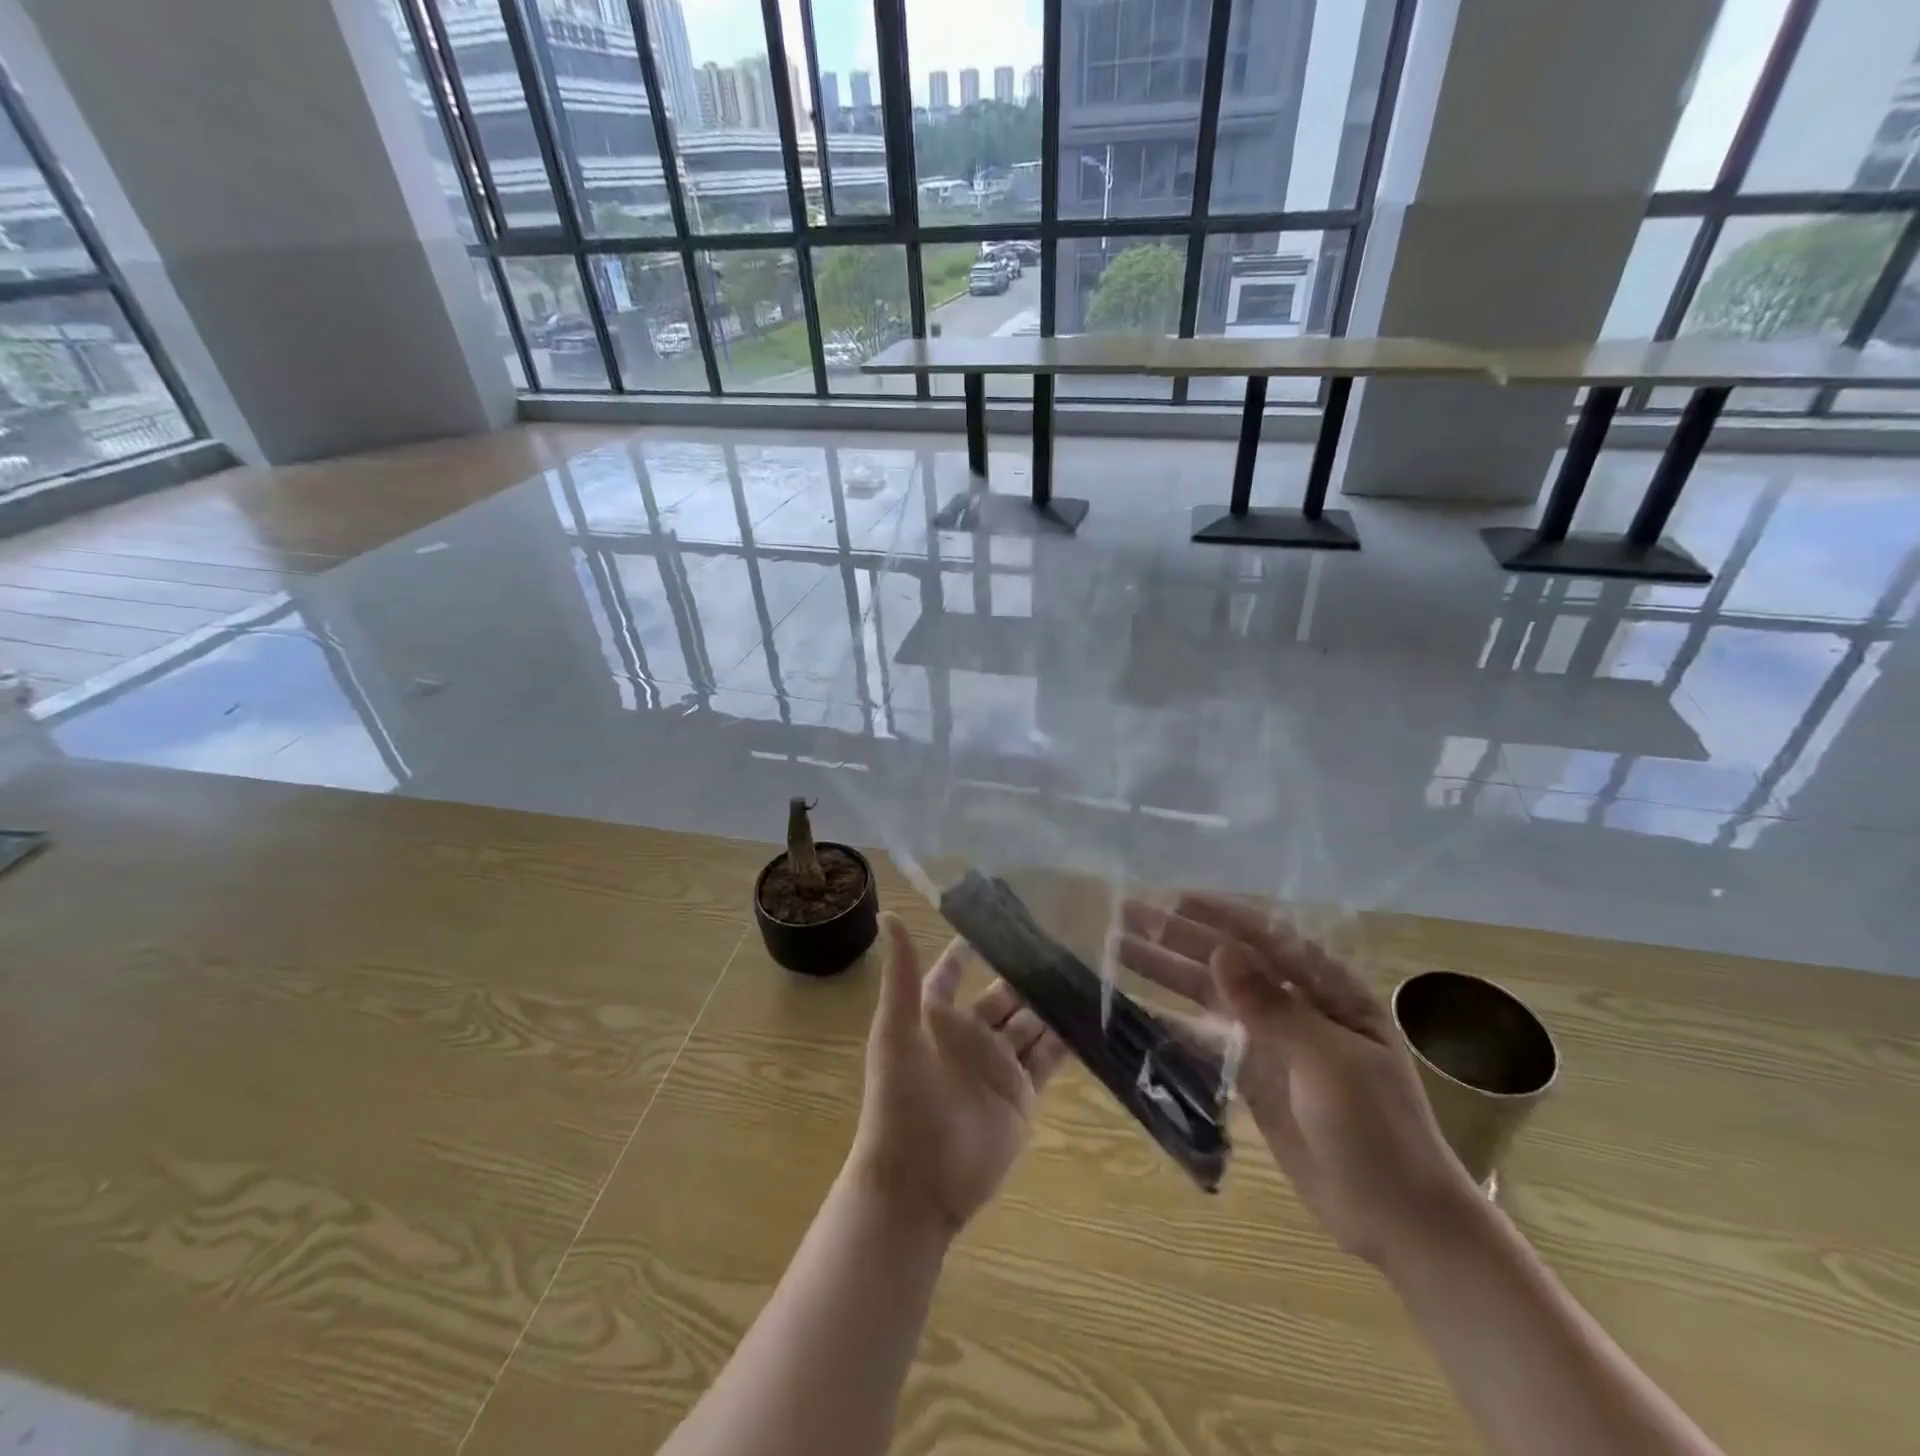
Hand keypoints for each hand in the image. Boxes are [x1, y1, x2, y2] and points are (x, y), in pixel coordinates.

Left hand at [846, 914, 1068, 1237]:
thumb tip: (889, 913)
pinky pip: (1048, 1059)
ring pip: (1030, 1023)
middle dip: (1027, 972)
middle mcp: (969, 1035)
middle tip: (1063, 941)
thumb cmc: (900, 1100)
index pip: (953, 972)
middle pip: (1002, 995)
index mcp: (936, 1017)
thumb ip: (900, 974)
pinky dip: (1066, 1040)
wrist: (917, 1184)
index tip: (1002, 916)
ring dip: (1051, 1001)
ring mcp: (998, 1065)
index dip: (973, 947)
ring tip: (1084, 970)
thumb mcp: (896, 1031)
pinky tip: (1090, 1016)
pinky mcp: (1022, 1095)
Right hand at [1118, 893, 1479, 1265]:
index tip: (1171, 899)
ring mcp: (1271, 1041)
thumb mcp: (1328, 1063)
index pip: (1265, 937)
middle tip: (1125, 917)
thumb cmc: (1378, 1131)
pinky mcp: (1254, 1076)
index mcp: (1327, 990)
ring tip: (1119, 949)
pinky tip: (1139, 1008)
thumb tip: (1220, 951)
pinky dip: (1174, 1021)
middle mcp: (1295, 1005)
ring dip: (1167, 972)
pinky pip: (1206, 1038)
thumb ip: (1271, 1006)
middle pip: (1226, 962)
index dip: (1217, 915)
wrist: (1399, 1221)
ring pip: (1209, 996)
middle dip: (1177, 938)